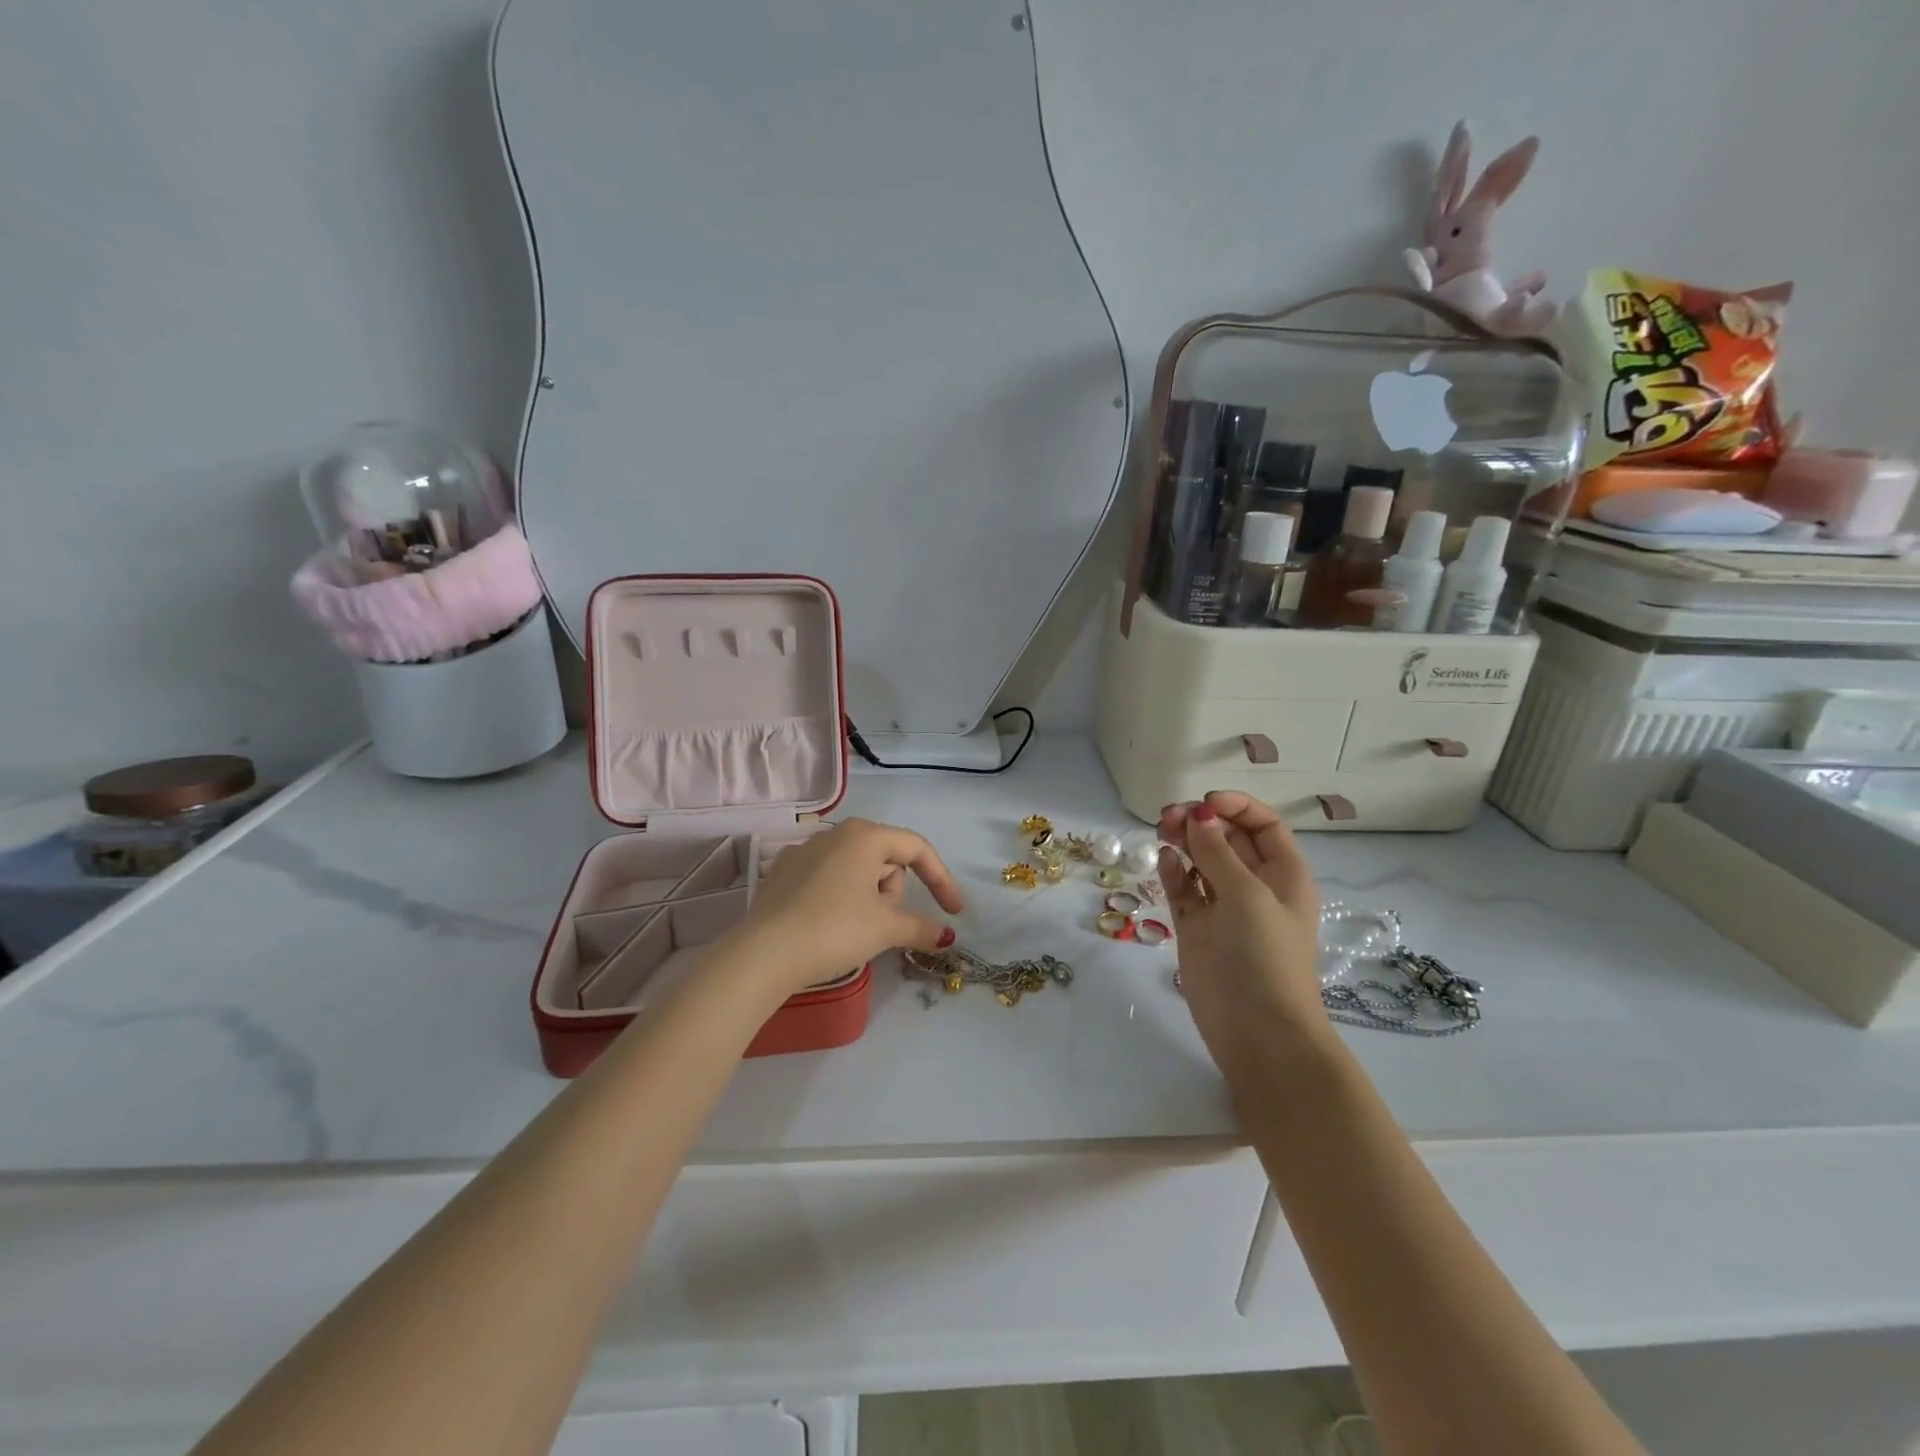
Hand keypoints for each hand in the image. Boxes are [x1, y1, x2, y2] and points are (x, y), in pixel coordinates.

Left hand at [734, 818, 964, 997]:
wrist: (764, 954)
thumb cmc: (834, 929)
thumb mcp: (885, 928)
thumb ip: (921, 927)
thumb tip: (946, 935)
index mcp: (864, 836)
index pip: (916, 849)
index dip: (941, 879)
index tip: (954, 911)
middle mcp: (834, 834)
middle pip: (886, 860)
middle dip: (893, 894)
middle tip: (883, 926)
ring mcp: (804, 852)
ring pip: (857, 871)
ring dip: (868, 898)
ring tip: (853, 931)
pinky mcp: (783, 874)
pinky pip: (828, 881)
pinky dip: (840, 899)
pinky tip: (827, 926)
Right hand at [1158, 792, 1327, 1078]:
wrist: (1257, 1032)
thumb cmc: (1264, 956)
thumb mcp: (1247, 896)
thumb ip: (1217, 852)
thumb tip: (1198, 815)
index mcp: (1283, 874)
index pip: (1262, 825)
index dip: (1236, 806)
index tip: (1203, 802)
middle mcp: (1255, 885)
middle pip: (1227, 838)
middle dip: (1201, 821)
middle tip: (1168, 816)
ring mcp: (1223, 907)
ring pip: (1201, 860)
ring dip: (1183, 841)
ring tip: (1161, 830)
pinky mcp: (1196, 927)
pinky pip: (1183, 888)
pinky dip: (1173, 871)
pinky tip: (1164, 860)